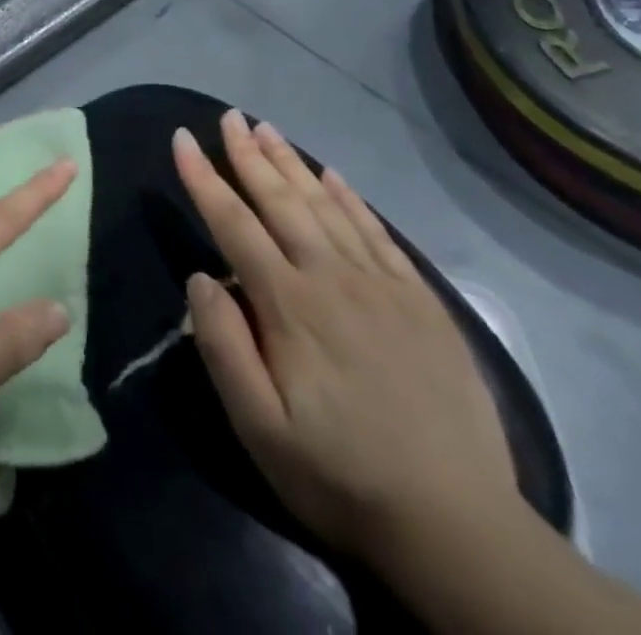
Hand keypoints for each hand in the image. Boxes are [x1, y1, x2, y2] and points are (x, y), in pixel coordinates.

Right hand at [174, 111, 515, 560]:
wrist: (458, 525)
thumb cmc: (341, 476)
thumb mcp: (260, 428)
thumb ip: (223, 347)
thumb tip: (201, 278)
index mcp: (289, 304)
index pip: (233, 223)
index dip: (203, 178)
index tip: (181, 138)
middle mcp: (332, 276)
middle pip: (280, 200)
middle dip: (248, 154)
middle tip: (228, 116)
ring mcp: (381, 283)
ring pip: (326, 205)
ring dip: (292, 162)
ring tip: (267, 128)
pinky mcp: (419, 299)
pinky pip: (376, 231)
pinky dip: (349, 197)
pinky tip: (332, 175)